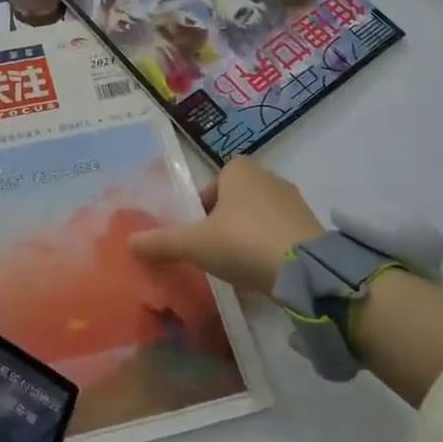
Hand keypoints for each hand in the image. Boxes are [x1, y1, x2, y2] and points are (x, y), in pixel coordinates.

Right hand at [129, 157, 321, 296]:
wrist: (306, 269)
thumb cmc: (242, 242)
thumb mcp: (194, 245)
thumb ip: (162, 243)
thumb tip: (130, 243)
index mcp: (239, 170)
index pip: (213, 183)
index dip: (202, 207)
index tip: (197, 233)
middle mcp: (268, 177)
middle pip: (236, 199)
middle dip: (224, 222)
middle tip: (213, 251)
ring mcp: (294, 200)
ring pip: (259, 216)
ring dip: (247, 235)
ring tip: (237, 265)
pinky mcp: (312, 226)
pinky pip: (280, 232)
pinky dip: (269, 247)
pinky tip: (262, 270)